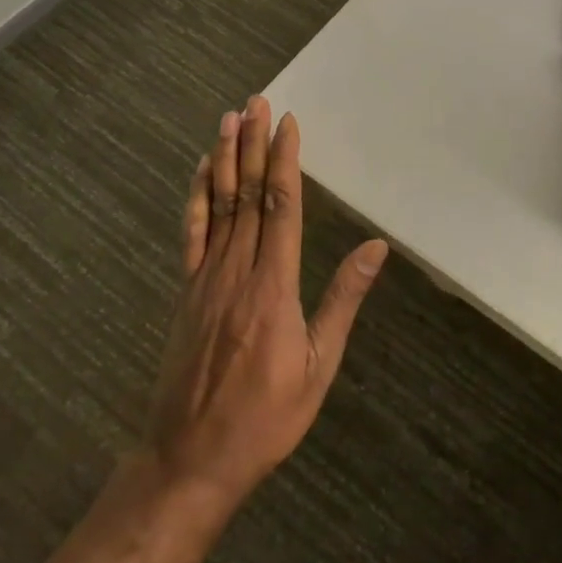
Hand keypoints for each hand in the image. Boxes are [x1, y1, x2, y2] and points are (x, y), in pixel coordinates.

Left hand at [145, 96, 387, 514]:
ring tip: (229, 119)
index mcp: (273, 286)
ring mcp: (206, 279)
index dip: (285, 161)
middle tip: (256, 101)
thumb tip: (375, 248)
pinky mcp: (186, 292)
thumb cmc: (265, 417)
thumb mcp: (317, 366)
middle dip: (253, 144)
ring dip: (225, 158)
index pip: (281, 207)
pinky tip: (201, 172)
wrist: (188, 460)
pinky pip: (192, 234)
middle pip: (248, 194)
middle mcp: (238, 271)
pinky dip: (197, 198)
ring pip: (219, 205)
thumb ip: (342, 301)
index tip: (288, 123)